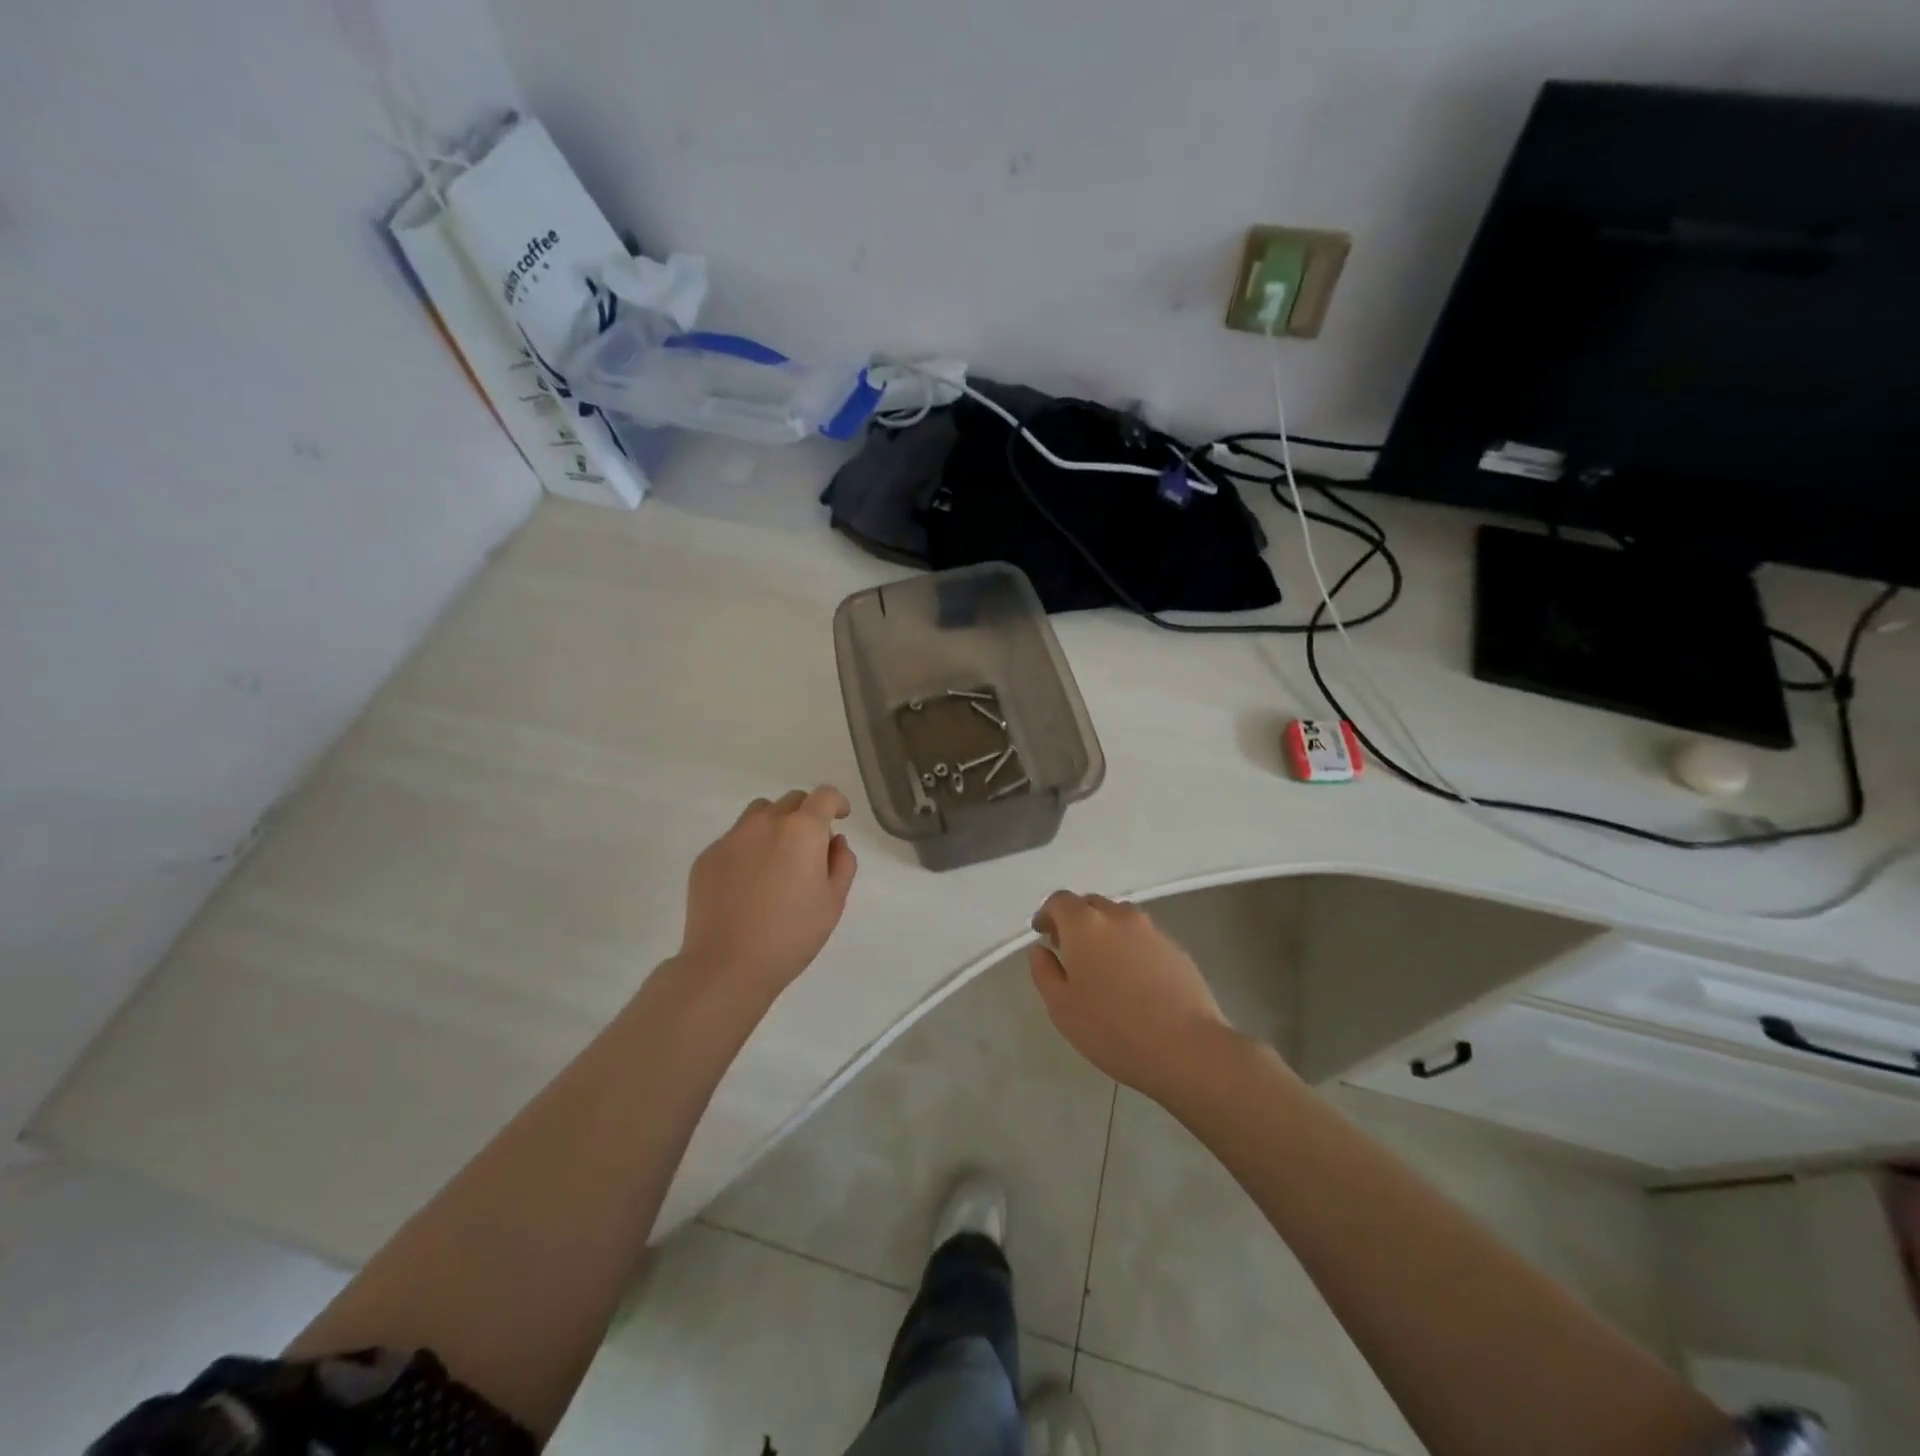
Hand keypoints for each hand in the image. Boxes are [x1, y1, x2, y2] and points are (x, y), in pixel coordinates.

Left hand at [679, 787, 858, 1006]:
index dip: (837, 803)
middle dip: (807, 815)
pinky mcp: (707, 857)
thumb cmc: (791, 935)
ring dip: (775, 825)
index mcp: (802, 830)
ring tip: (777, 860)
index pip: (825, 796)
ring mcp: (732, 838)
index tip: (841, 818)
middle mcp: (765, 823)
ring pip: (759, 814)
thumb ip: (842, 863)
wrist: (727, 965)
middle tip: (810, 848)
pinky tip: (748, 883)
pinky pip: (735, 839)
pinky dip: (748, 848)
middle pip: (792, 801)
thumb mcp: (833, 902)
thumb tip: (834, 841)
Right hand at [1028, 891, 1234, 1103]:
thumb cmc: (1112, 1029)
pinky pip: (1143, 937)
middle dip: (1075, 920)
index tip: (1042, 933)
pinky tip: (1133, 979)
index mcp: (1085, 925)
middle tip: (1069, 950)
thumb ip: (1044, 972)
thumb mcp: (1061, 1008)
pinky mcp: (1175, 948)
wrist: (1186, 1048)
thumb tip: (1041, 950)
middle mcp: (1118, 916)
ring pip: (1119, 918)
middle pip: (1090, 904)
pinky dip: (1129, 946)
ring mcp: (1151, 930)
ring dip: (1104, 931)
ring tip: (1102, 965)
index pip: (1060, 900)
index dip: (1047, 913)